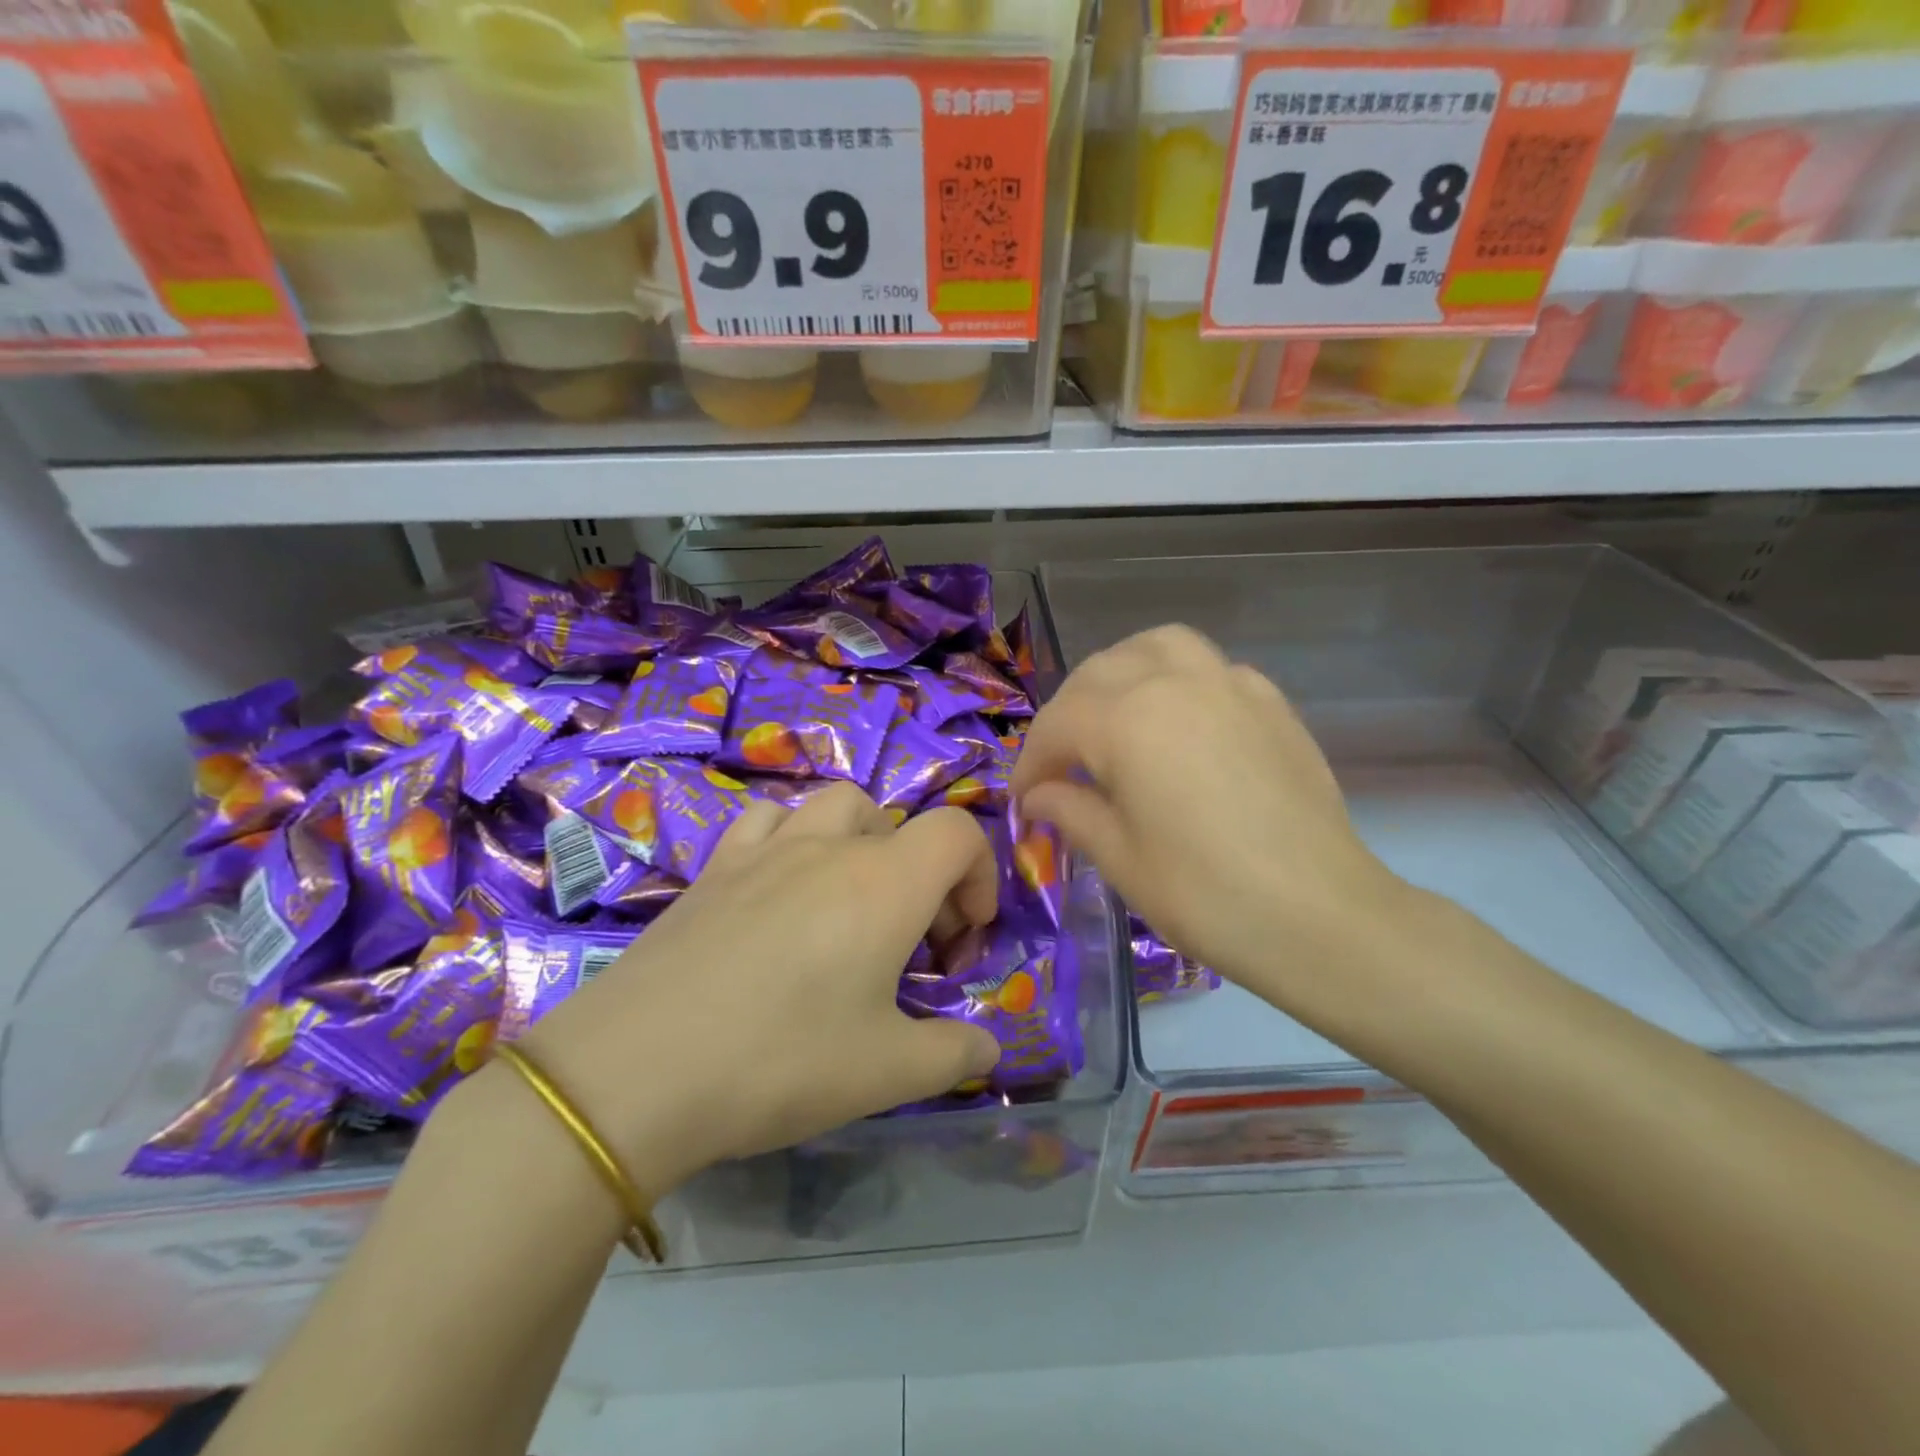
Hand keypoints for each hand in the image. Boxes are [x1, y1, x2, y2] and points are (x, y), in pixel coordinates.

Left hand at [516, 784, 1003, 1192]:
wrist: (634, 1072)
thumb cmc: (779, 1062)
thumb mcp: (886, 1073)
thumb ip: (954, 1053)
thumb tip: (989, 1047)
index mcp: (884, 883)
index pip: (958, 832)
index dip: (980, 876)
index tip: (962, 940)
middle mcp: (830, 848)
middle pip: (901, 823)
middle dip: (925, 874)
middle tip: (911, 941)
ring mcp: (766, 849)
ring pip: (835, 806)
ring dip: (863, 842)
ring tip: (850, 902)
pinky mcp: (715, 867)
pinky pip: (768, 821)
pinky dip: (793, 837)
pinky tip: (780, 888)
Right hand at [1011, 626, 1404, 1004]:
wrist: (1319, 916)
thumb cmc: (1204, 894)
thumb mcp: (1120, 858)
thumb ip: (1070, 811)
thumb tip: (1038, 795)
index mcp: (1127, 720)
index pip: (1058, 725)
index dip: (1031, 762)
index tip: (1023, 801)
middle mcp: (1175, 683)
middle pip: (1099, 673)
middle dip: (1067, 715)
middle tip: (1061, 764)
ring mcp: (1230, 685)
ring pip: (1158, 646)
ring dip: (1122, 671)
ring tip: (1113, 714)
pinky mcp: (1270, 702)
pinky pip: (1210, 667)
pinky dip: (1178, 679)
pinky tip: (1180, 724)